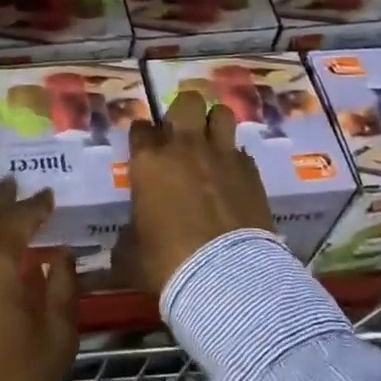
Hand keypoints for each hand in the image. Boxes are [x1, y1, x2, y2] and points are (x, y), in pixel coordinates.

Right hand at [121, 89, 275, 297]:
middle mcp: (184, 148)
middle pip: (187, 102)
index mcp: (148, 162)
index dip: (142, 136)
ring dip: (214, 125)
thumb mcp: (131, 253)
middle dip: (183, 112)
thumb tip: (128, 239)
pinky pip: (241, 151)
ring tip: (211, 144)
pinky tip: (232, 177)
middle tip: (181, 135)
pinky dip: (235, 159)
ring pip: (221, 114)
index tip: (144, 147)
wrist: (226, 277)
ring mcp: (222, 156)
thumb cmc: (167, 263)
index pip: (140, 129)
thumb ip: (129, 234)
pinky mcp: (251, 172)